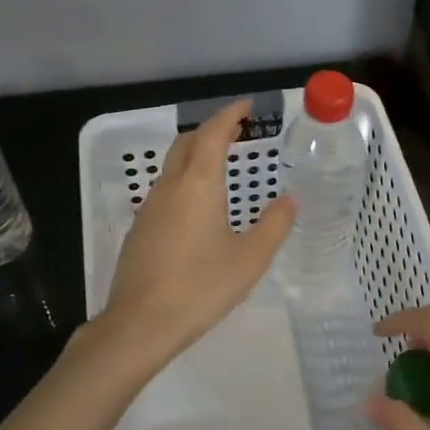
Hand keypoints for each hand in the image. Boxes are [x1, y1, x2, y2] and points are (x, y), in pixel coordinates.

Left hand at [97, 100, 294, 369]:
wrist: (141, 323)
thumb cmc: (201, 287)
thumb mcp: (250, 259)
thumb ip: (274, 226)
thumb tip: (289, 200)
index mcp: (198, 185)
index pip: (211, 134)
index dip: (229, 115)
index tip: (246, 106)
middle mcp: (169, 187)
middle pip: (187, 144)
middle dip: (210, 130)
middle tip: (236, 132)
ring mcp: (149, 208)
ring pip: (172, 167)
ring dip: (195, 155)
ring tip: (221, 165)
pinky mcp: (140, 229)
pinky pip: (165, 191)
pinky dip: (184, 181)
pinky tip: (198, 207)